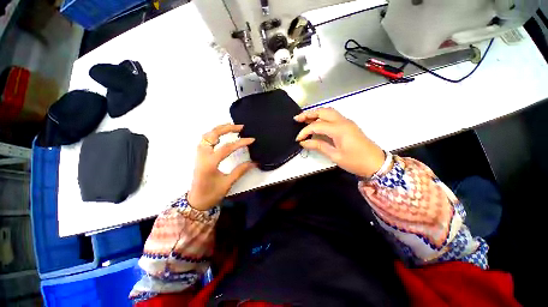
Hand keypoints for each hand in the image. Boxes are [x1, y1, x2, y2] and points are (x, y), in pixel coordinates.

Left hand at [187, 124, 255, 210]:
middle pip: (213, 135)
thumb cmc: (211, 194)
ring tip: (231, 126)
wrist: (196, 201)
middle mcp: (202, 156)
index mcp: (209, 163)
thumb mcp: (228, 183)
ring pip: (207, 135)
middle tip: (240, 127)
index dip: (240, 143)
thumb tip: (254, 163)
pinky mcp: (200, 155)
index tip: (251, 140)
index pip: (226, 148)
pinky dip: (213, 133)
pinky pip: (205, 140)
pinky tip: (221, 134)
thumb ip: (240, 171)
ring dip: (219, 129)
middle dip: (227, 129)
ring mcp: (199, 154)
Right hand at [295, 108, 385, 177]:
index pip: (317, 125)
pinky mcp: (348, 125)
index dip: (305, 131)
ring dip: (316, 113)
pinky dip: (322, 117)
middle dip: (308, 114)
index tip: (298, 139)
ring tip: (304, 119)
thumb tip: (304, 142)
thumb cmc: (355, 161)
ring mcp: (347, 122)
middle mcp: (343, 121)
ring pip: (328, 111)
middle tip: (297, 119)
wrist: (376, 163)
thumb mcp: (335, 155)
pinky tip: (317, 122)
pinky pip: (333, 116)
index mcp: (339, 129)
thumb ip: (318, 146)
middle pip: (323, 111)